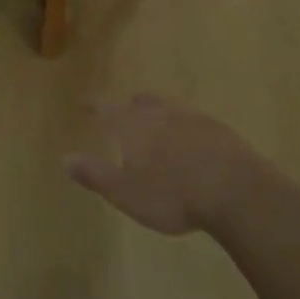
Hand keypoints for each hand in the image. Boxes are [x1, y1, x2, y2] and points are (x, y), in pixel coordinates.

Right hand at [66, 94, 269, 235]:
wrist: (235, 190)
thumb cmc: (172, 195)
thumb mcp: (126, 193)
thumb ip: (95, 174)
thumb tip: (65, 158)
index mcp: (134, 126)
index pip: (107, 109)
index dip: (93, 105)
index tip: (83, 103)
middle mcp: (161, 114)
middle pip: (140, 103)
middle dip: (128, 106)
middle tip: (122, 111)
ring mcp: (193, 118)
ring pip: (169, 106)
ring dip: (158, 110)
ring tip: (155, 119)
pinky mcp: (219, 130)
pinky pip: (194, 119)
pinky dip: (184, 124)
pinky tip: (190, 137)